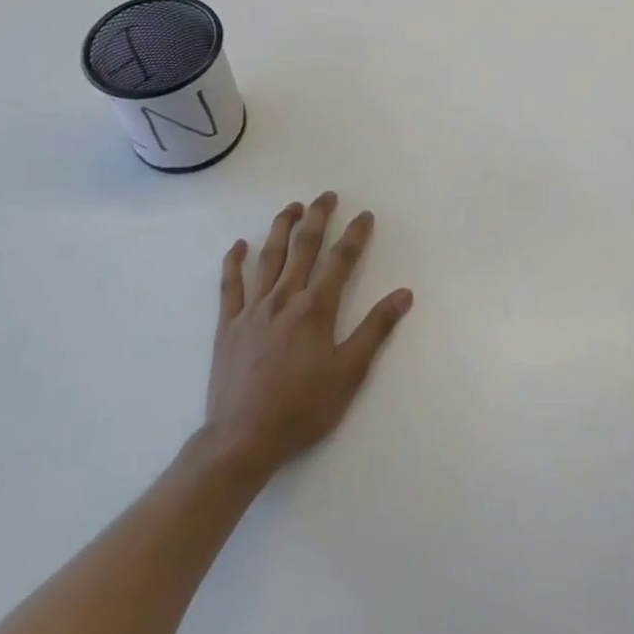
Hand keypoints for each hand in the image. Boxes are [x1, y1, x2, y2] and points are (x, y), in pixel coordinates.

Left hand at [203, 193, 412, 475]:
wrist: (243, 438)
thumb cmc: (303, 408)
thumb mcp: (349, 373)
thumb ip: (375, 329)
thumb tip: (403, 294)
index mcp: (316, 308)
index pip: (341, 260)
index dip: (355, 235)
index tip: (365, 215)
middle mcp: (284, 298)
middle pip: (303, 247)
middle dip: (318, 217)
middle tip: (327, 196)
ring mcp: (253, 309)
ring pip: (269, 257)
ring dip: (281, 228)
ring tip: (291, 207)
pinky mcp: (229, 324)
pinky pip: (230, 285)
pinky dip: (234, 262)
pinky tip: (240, 245)